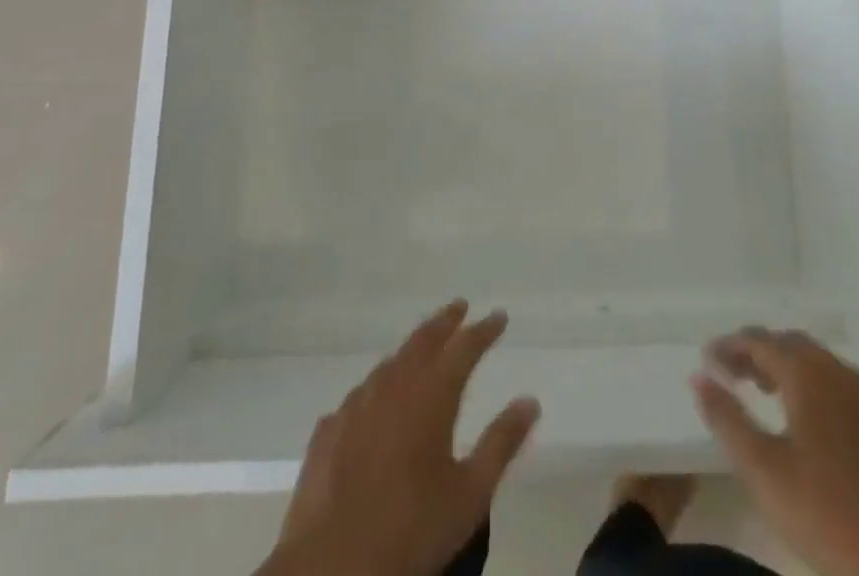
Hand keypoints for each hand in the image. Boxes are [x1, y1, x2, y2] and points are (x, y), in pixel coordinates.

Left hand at [258, 301, 540, 575]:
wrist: (332, 565)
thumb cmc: (411, 529)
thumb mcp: (470, 494)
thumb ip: (501, 443)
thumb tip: (530, 401)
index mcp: (432, 394)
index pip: (464, 347)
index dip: (484, 330)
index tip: (499, 316)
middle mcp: (394, 386)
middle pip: (423, 339)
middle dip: (445, 321)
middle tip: (459, 307)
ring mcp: (357, 405)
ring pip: (389, 363)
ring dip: (410, 350)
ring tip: (422, 349)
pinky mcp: (328, 430)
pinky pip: (359, 396)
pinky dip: (376, 388)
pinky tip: (375, 402)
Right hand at [692, 329, 858, 575]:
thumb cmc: (825, 516)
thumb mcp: (762, 470)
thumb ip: (726, 419)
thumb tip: (698, 377)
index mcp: (808, 373)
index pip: (759, 340)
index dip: (729, 346)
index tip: (705, 361)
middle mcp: (838, 372)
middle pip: (789, 344)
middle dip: (756, 351)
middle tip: (729, 372)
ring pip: (815, 362)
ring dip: (784, 365)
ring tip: (760, 389)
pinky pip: (835, 383)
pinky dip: (809, 383)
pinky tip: (802, 417)